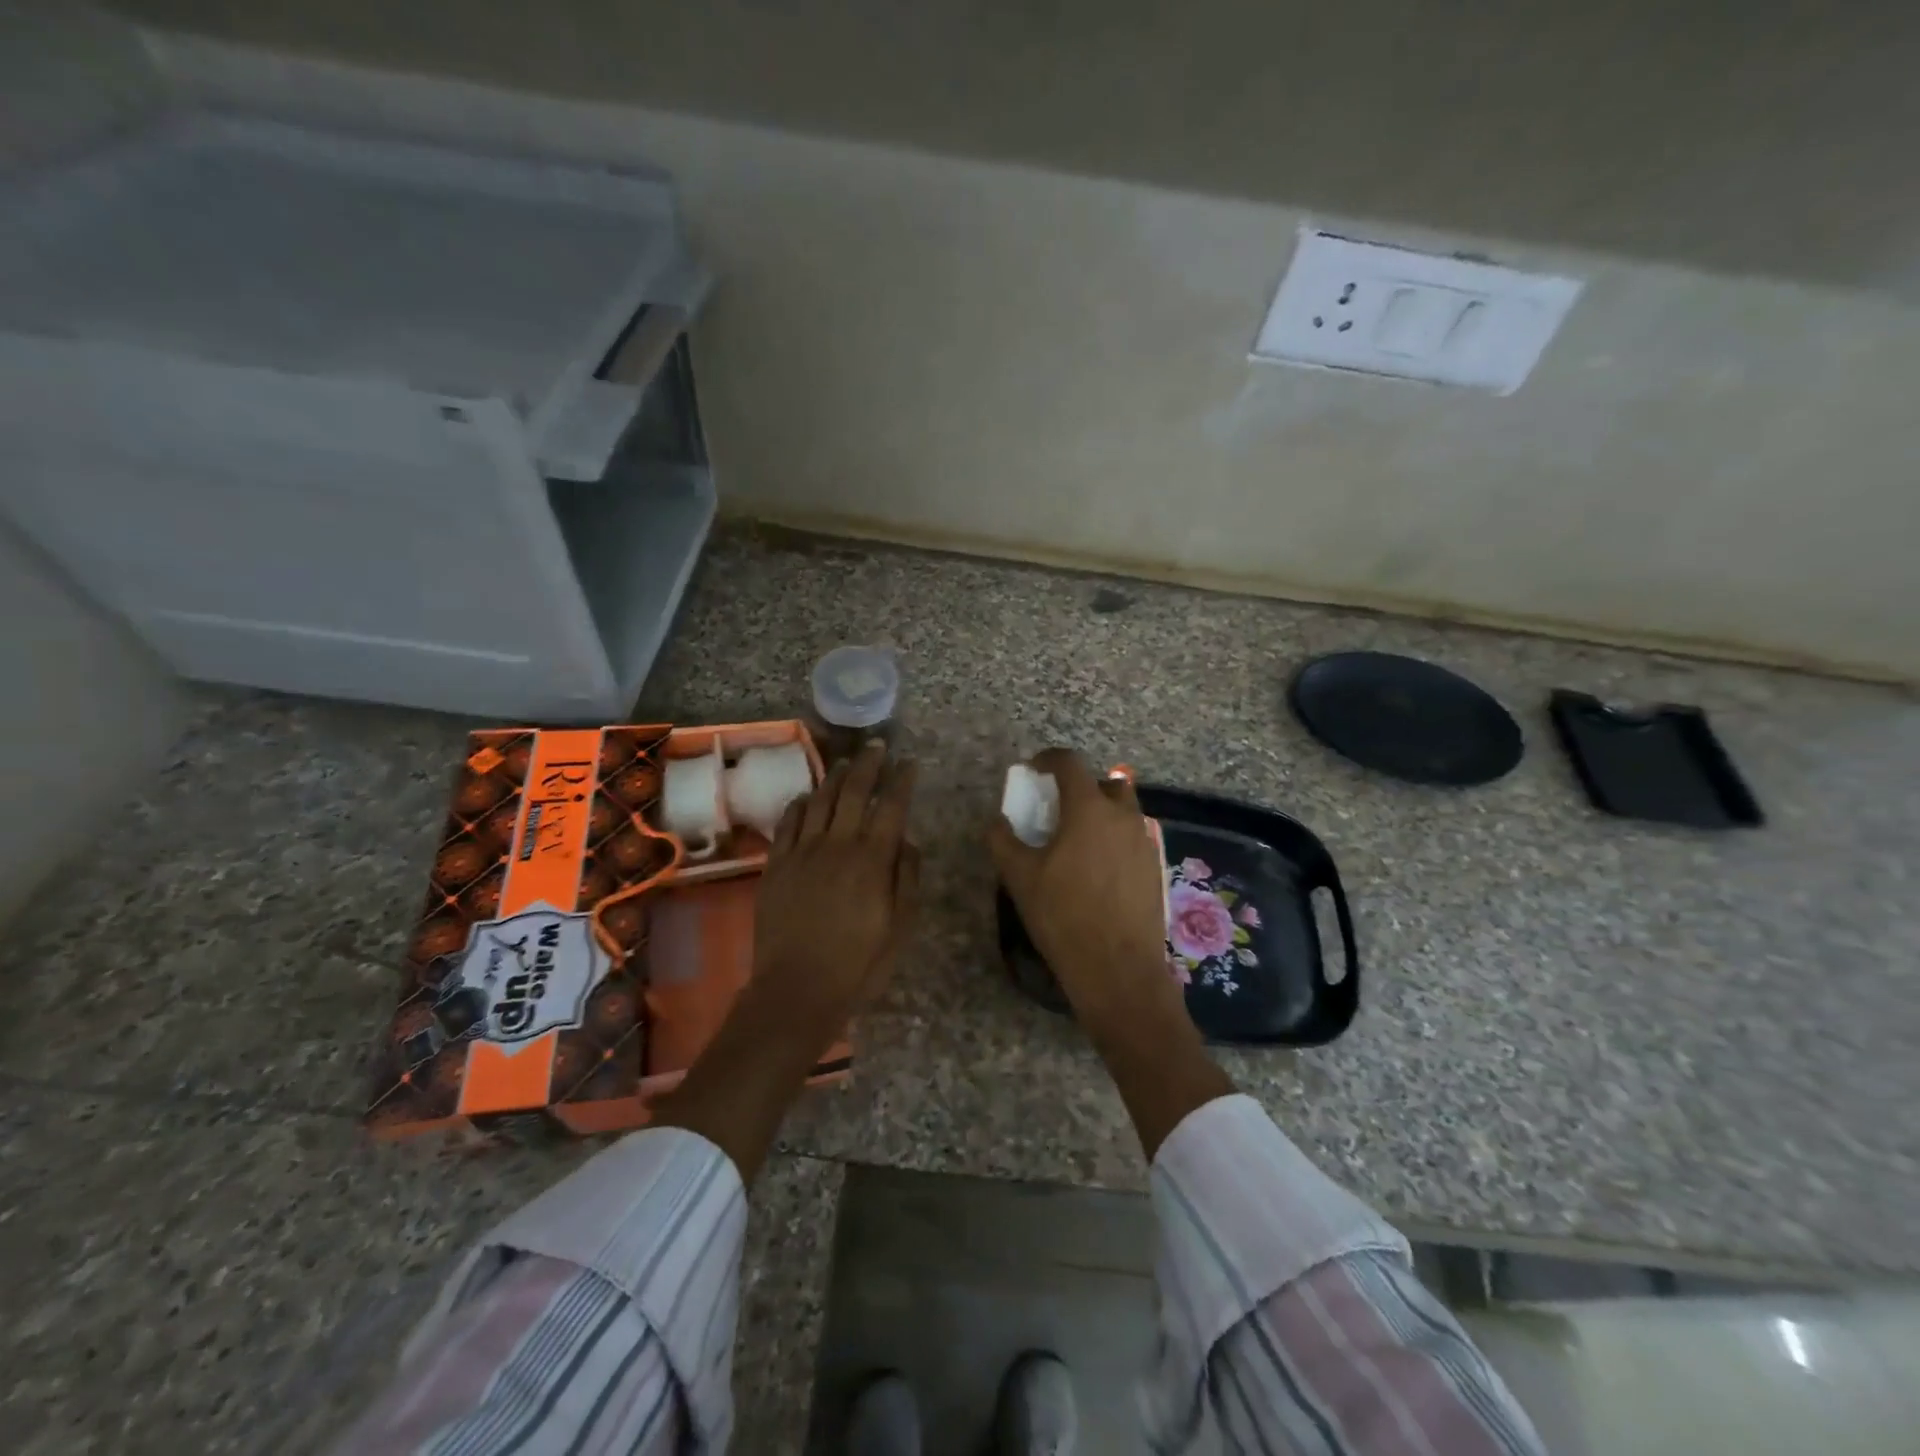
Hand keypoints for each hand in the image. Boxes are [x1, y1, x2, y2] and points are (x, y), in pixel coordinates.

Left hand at [753, 740, 919, 1040]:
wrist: (797, 989)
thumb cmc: (859, 963)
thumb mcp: (900, 926)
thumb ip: (907, 878)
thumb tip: (907, 840)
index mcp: (873, 859)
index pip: (892, 806)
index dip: (902, 780)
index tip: (910, 763)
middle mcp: (837, 844)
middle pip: (854, 791)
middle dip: (869, 764)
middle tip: (878, 746)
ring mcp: (802, 851)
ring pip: (820, 799)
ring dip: (836, 777)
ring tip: (846, 763)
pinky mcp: (776, 864)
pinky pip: (788, 822)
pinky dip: (800, 803)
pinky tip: (807, 796)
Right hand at [989, 749, 1182, 1036]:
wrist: (1118, 968)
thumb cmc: (1063, 916)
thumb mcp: (1019, 877)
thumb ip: (1003, 840)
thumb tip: (997, 821)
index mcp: (1088, 809)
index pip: (1070, 763)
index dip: (1048, 759)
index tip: (1034, 769)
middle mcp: (1123, 816)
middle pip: (1106, 782)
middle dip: (1082, 786)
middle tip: (1059, 808)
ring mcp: (1144, 841)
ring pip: (1124, 811)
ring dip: (1102, 812)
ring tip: (1078, 841)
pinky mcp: (1156, 867)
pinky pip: (1133, 838)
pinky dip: (1115, 839)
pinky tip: (1098, 869)